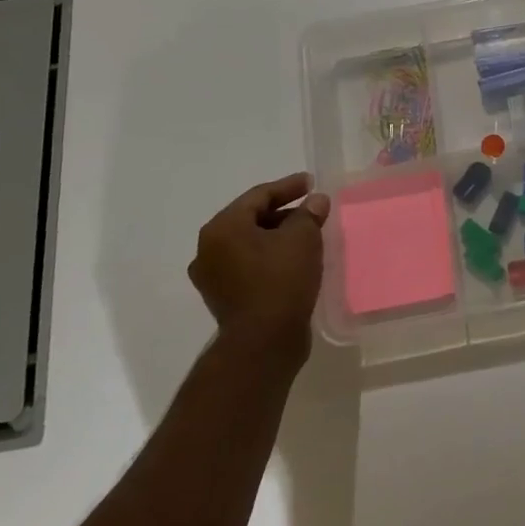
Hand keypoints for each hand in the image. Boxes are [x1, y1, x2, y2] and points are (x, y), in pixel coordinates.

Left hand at [189, 172, 330, 356]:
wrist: (264, 343)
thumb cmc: (281, 279)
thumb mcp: (302, 238)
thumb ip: (309, 213)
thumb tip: (315, 201)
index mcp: (222, 228)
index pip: (258, 196)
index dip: (288, 187)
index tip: (311, 182)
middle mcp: (208, 250)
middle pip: (251, 219)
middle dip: (283, 212)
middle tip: (312, 209)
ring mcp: (213, 277)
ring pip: (249, 244)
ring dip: (277, 236)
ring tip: (306, 234)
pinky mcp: (223, 298)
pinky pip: (248, 266)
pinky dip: (269, 257)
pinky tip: (293, 260)